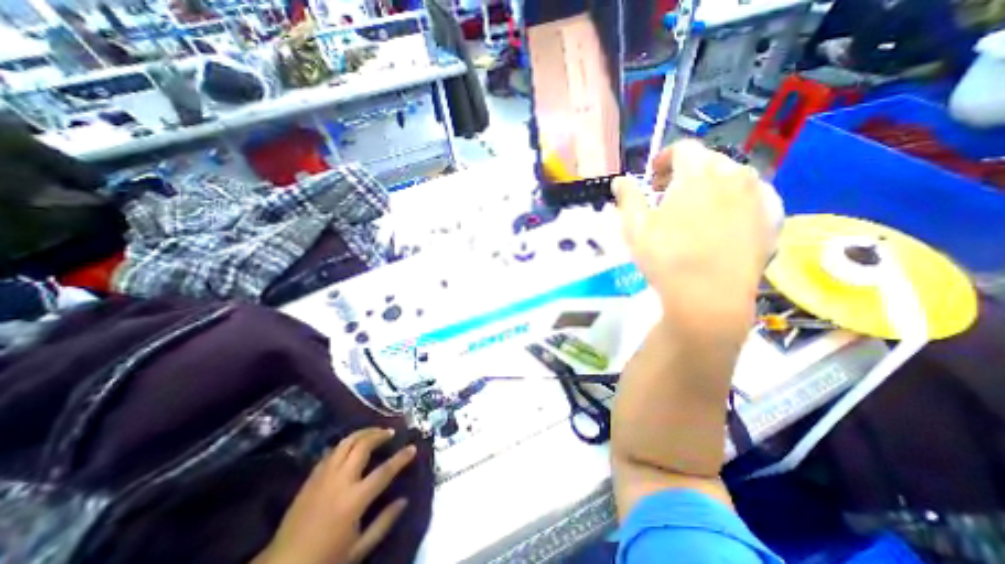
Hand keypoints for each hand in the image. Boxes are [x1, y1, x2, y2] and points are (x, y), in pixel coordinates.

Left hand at [258, 427, 420, 563]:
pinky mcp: (311, 478)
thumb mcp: (359, 549)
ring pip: (345, 443)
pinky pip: (331, 452)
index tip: (412, 447)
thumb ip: (384, 523)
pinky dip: (345, 444)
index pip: (384, 471)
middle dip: (379, 435)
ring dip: (362, 433)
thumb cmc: (324, 560)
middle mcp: (340, 481)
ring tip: (373, 432)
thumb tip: (404, 501)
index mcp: (354, 500)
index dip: (401, 458)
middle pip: (362, 446)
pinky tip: (351, 446)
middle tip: (390, 432)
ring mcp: (323, 477)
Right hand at [617, 139, 780, 326]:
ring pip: (734, 177)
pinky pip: (755, 197)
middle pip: (709, 160)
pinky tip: (725, 218)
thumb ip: (628, 197)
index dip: (664, 158)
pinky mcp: (771, 220)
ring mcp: (757, 198)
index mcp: (697, 174)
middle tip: (668, 194)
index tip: (652, 176)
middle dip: (686, 171)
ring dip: (712, 183)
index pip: (683, 148)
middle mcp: (733, 176)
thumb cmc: (666, 257)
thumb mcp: (635, 226)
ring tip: (696, 206)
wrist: (708, 296)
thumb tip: (620, 181)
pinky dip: (737, 199)